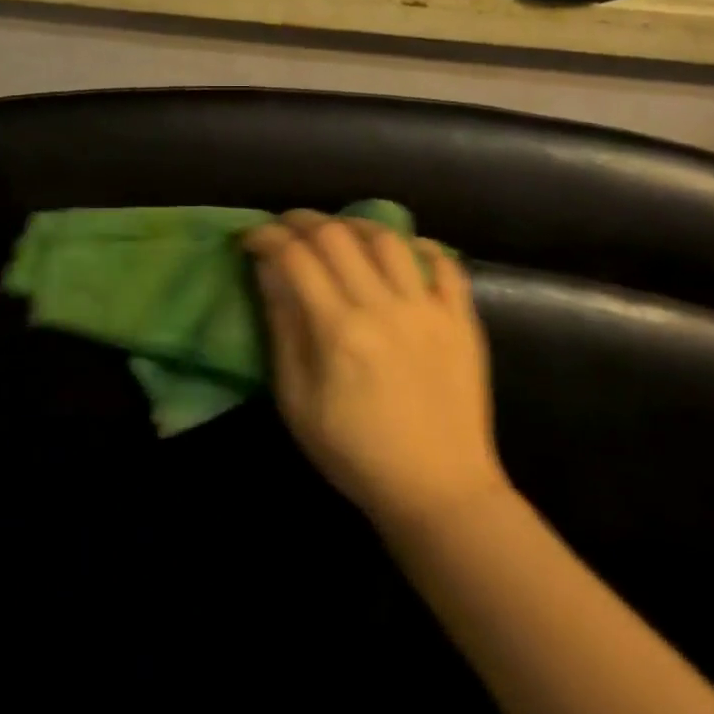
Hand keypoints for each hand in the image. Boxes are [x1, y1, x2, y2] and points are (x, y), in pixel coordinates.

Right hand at [244, 211, 505, 532]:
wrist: (440, 493)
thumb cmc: (356, 454)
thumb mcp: (298, 403)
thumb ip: (283, 330)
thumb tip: (268, 272)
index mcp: (339, 330)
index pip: (295, 257)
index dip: (266, 237)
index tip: (251, 238)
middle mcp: (384, 307)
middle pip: (337, 235)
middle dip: (302, 221)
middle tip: (286, 228)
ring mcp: (428, 310)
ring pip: (388, 239)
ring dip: (355, 224)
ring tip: (338, 232)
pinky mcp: (461, 320)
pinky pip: (446, 264)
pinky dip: (422, 247)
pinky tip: (403, 249)